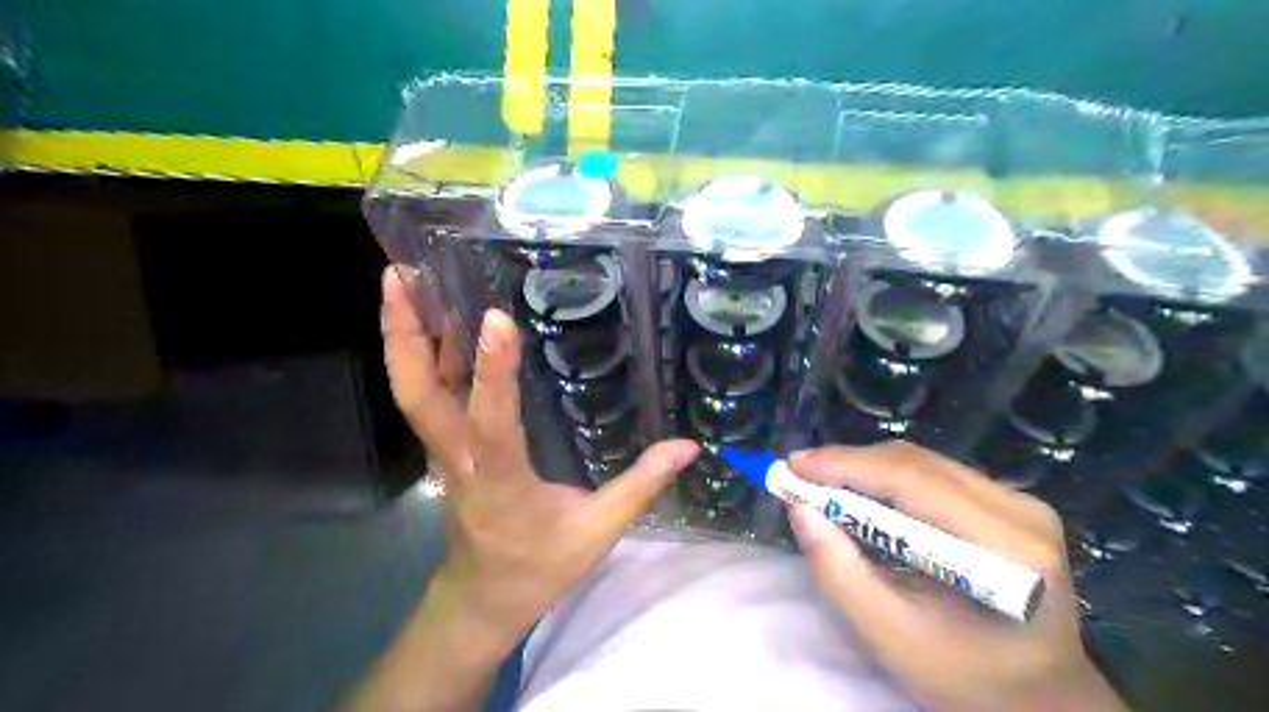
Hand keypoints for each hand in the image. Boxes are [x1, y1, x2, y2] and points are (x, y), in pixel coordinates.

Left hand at [382, 267, 697, 662]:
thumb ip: (640, 486)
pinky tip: (436, 324)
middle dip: (404, 335)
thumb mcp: (597, 533)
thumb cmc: (537, 568)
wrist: (481, 599)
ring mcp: (444, 454)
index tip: (497, 319)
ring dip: (403, 337)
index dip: (493, 373)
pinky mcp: (445, 450)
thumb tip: (686, 446)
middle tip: (399, 277)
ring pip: (412, 393)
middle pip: (417, 397)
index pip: (493, 424)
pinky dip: (422, 356)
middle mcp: (460, 460)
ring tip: (403, 282)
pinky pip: (427, 399)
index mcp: (501, 483)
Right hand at [790, 443, 1123, 711]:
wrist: (1041, 695)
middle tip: (799, 474)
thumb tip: (799, 509)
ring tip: (821, 482)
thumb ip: (840, 573)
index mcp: (1008, 551)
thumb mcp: (892, 636)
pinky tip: (861, 492)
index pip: (915, 483)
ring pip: (923, 462)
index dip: (848, 466)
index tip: (794, 465)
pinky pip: (935, 473)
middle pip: (918, 464)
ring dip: (866, 469)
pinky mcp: (1010, 502)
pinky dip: (888, 479)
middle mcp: (1022, 511)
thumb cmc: (967, 677)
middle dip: (850, 464)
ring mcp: (1021, 502)